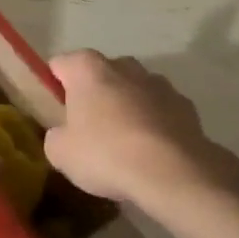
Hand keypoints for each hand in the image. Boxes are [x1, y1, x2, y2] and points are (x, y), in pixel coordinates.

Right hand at [44, 50, 233, 212]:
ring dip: (125, 108)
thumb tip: (63, 133)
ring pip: (132, 91)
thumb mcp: (60, 153)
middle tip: (86, 131)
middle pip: (100, 74)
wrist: (172, 173)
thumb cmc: (106, 154)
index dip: (53, 87)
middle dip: (93, 96)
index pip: (60, 64)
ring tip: (122, 146)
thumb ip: (56, 135)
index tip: (55, 113)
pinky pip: (159, 111)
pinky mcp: (185, 105)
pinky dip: (153, 124)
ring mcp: (159, 83)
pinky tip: (150, 153)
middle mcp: (125, 66)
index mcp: (88, 68)